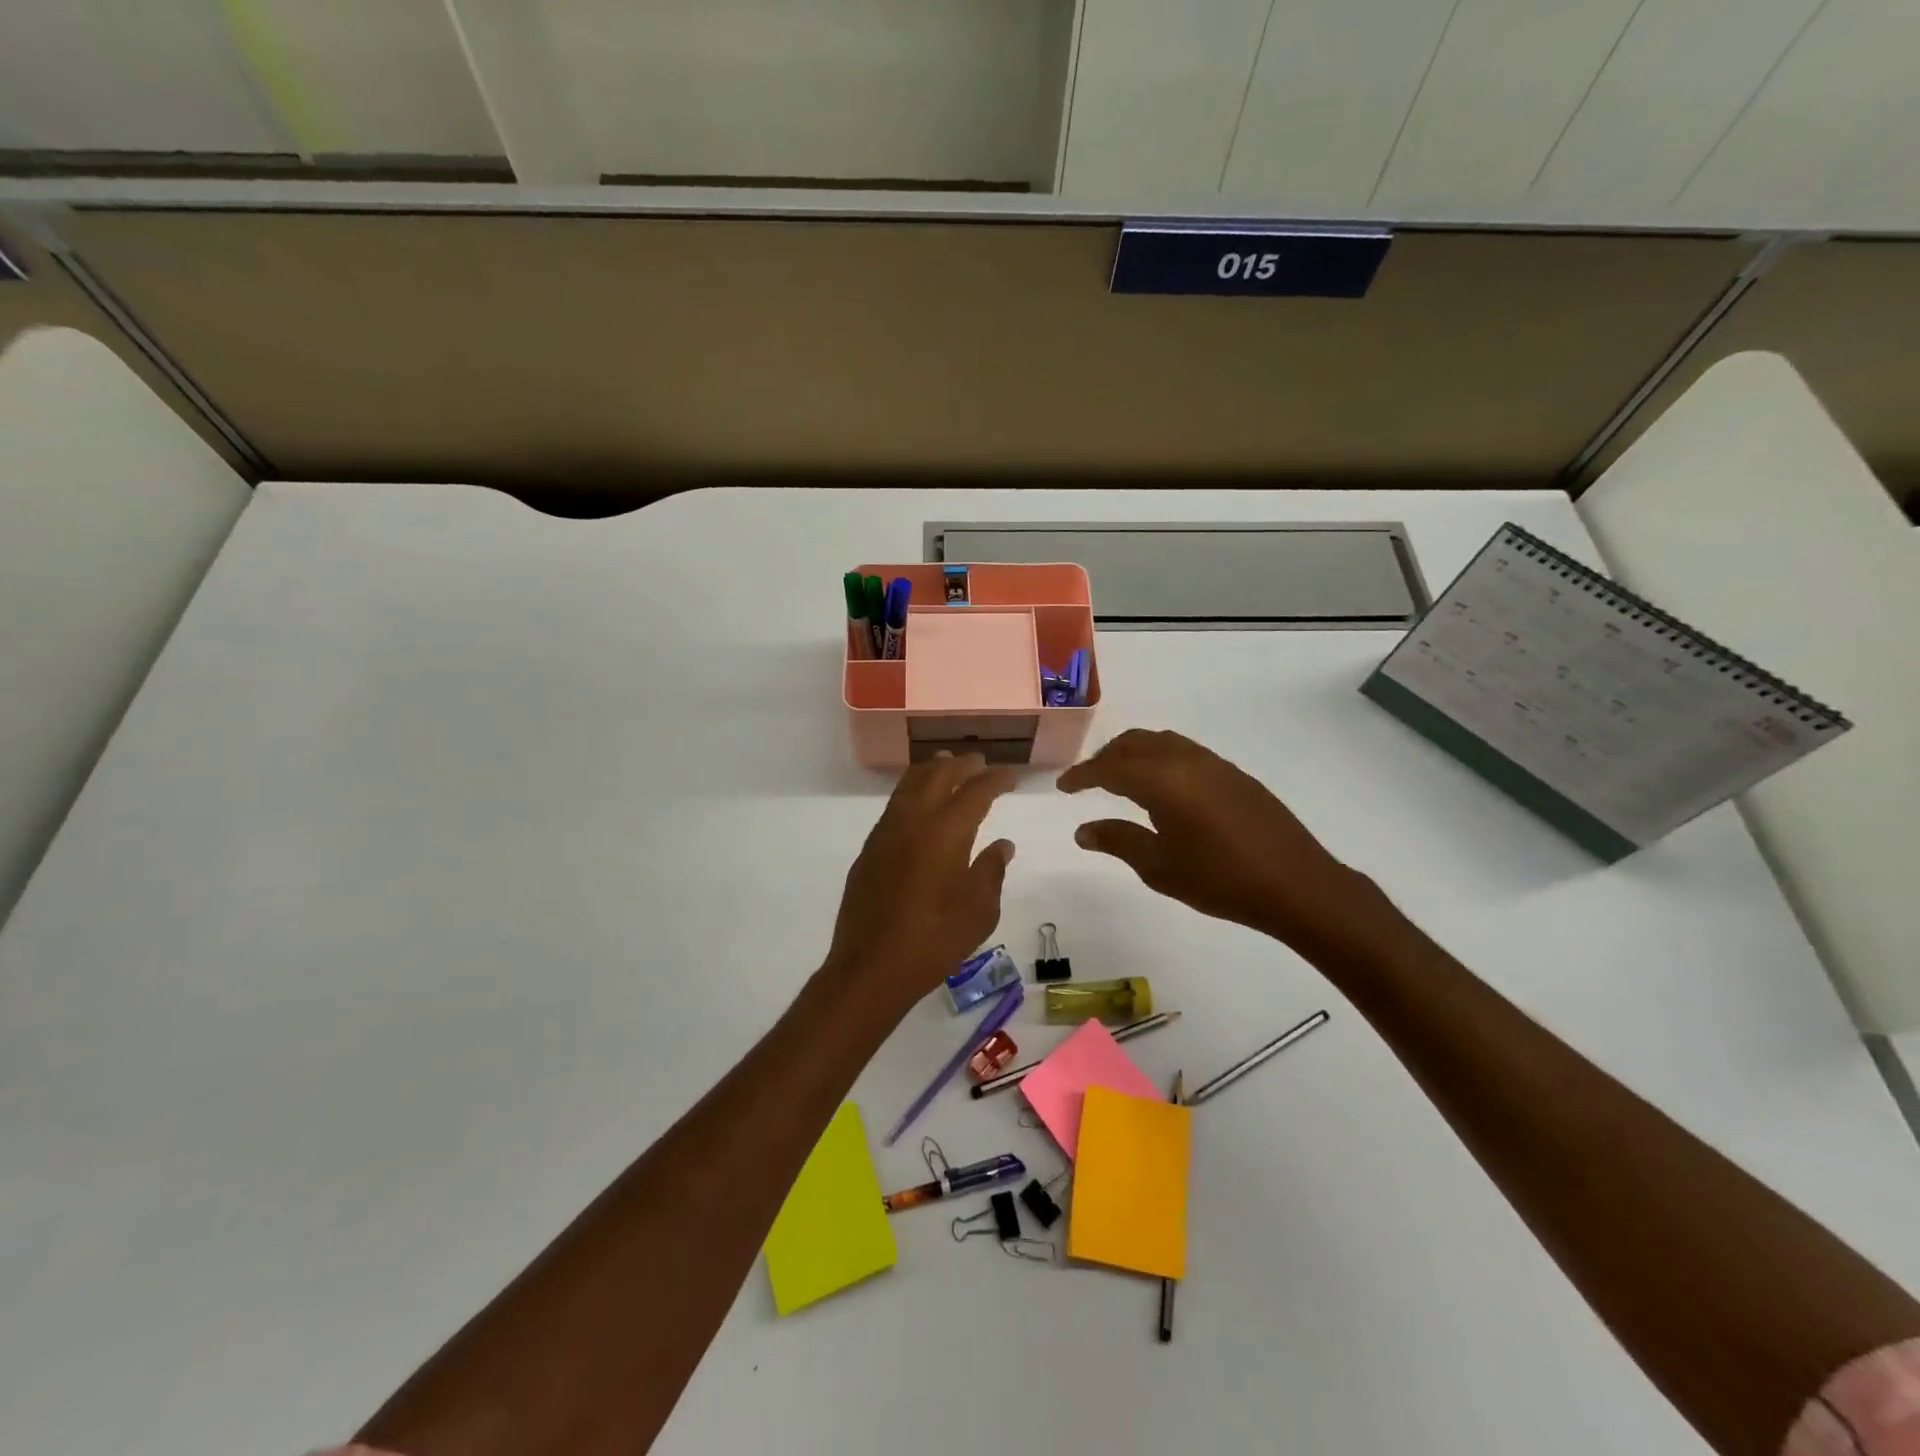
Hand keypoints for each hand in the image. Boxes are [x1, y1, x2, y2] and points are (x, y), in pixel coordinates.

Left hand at [823, 754, 1015, 1019]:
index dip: (996, 779)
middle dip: (963, 766)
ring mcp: (886, 832)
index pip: (975, 791)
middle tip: (981, 762)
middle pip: (939, 776)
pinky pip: (894, 804)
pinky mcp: (869, 849)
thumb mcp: (978, 912)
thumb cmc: (934, 941)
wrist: (870, 967)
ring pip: (910, 784)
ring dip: (932, 771)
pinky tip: (920, 803)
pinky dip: (912, 791)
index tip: (1011, 775)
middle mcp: (913, 821)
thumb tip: (1002, 845)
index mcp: (945, 832)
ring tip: (948, 766)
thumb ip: (991, 872)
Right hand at [1058, 729, 1377, 954]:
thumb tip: (1083, 830)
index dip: (1082, 775)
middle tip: (1088, 782)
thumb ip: (1118, 841)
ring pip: (1161, 743)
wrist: (1296, 884)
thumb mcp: (1159, 867)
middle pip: (1134, 743)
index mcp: (1162, 781)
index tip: (1063, 787)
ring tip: (1121, 781)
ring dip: (1134, 754)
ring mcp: (1214, 764)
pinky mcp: (1234, 774)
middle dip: (1106, 758)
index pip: (1109, 767)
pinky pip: (1184, 752)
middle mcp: (1185, 760)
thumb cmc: (1220, 880)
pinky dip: (1160, 759)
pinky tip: (1162, 788)